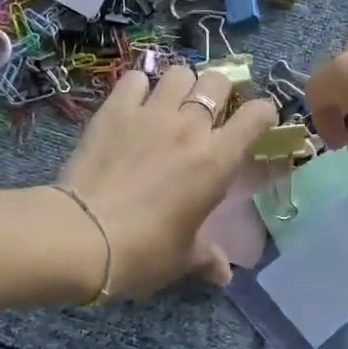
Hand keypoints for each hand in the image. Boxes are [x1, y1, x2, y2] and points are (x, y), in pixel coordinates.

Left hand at [55, 64, 278, 296]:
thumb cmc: (145, 251)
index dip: (263, 114)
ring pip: (178, 73)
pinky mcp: (114, 111)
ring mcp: (151, 113)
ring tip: (172, 102)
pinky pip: (133, 79)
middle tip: (210, 110)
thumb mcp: (183, 258)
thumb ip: (207, 257)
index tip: (257, 124)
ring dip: (182, 84)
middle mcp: (190, 127)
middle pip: (217, 81)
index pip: (257, 115)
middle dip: (221, 90)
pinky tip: (134, 103)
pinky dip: (138, 86)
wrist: (84, 236)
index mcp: (218, 160)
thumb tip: (223, 275)